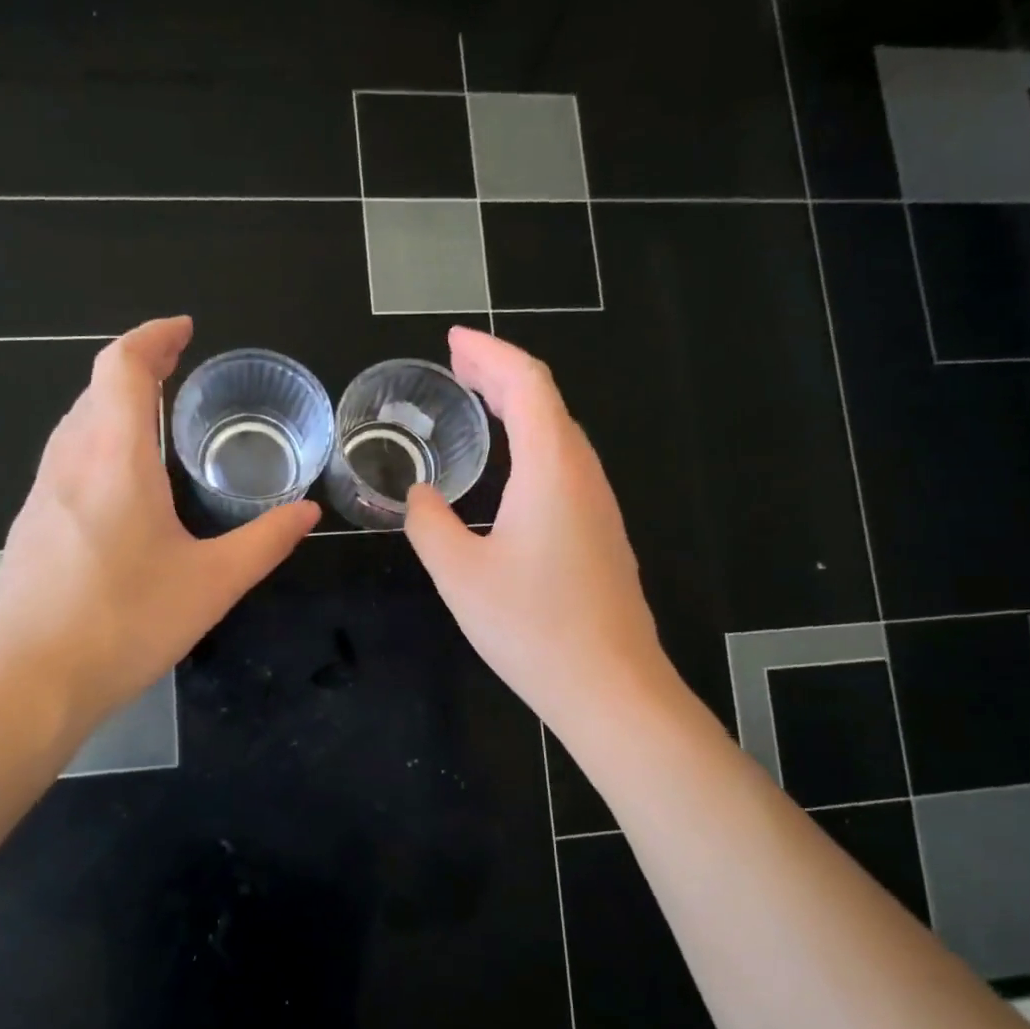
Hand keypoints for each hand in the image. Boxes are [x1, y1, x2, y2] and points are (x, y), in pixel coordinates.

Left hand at [0, 316, 318, 736]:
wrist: (25, 685)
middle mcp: (70, 463)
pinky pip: (67, 461)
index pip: (122, 367)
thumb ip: (265, 541)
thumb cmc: (124, 624)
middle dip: (137, 366)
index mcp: (114, 459)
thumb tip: (308, 511)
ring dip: (113, 404)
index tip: (184, 330)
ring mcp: (41, 495)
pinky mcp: (30, 527)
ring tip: (156, 418)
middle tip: (180, 368)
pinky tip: (123, 485)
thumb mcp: (212, 584)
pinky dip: (98, 443)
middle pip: (95, 388)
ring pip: (76, 424)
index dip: (152, 337)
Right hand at [404, 327, 674, 733]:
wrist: (610, 687)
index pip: (527, 384)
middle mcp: (582, 474)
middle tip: (456, 363)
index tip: (453, 341)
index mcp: (551, 469)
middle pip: (546, 401)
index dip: (489, 354)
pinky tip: (509, 465)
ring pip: (559, 433)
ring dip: (519, 407)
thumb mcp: (459, 573)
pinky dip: (531, 442)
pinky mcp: (600, 532)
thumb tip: (419, 495)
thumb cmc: (532, 627)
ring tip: (478, 400)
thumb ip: (429, 523)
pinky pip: (564, 465)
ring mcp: (598, 504)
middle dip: (500, 373)